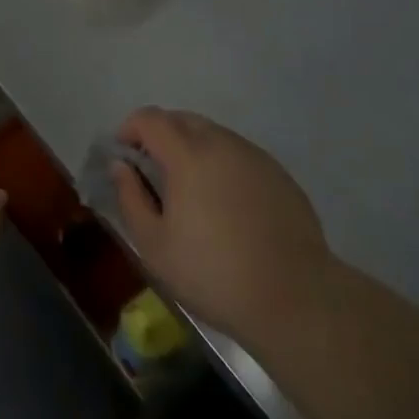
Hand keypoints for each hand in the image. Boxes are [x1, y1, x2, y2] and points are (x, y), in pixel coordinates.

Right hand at [112, 107, 333, 349]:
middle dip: (161, 136)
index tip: (124, 156)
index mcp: (188, 154)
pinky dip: (222, 165)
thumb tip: (121, 166)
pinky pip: (240, 155)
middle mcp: (222, 143)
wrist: (296, 299)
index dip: (130, 129)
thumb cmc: (214, 274)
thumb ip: (130, 198)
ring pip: (213, 135)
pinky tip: (227, 205)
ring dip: (193, 149)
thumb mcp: (154, 246)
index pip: (150, 118)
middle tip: (154, 173)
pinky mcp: (279, 175)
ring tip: (191, 191)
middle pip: (182, 120)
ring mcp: (255, 156)